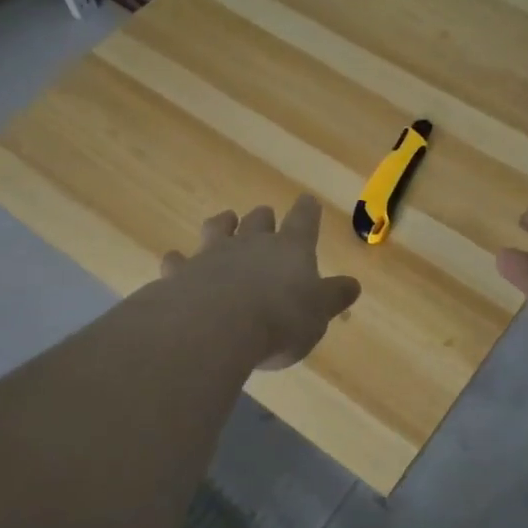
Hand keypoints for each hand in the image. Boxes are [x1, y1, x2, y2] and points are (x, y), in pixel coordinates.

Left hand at [161, 196, 362, 369]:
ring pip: (218, 228)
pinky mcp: (181, 273)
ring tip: (225, 222)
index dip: (307, 211)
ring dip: (223, 224)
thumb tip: (353, 284)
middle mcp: (251, 243)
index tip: (307, 201)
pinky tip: (175, 262)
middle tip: (265, 217)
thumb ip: (333, 297)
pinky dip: (178, 261)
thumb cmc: (280, 320)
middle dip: (263, 218)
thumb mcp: (318, 314)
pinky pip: (178, 261)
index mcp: (291, 249)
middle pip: (258, 219)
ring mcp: (213, 254)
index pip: (303, 221)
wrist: (217, 326)